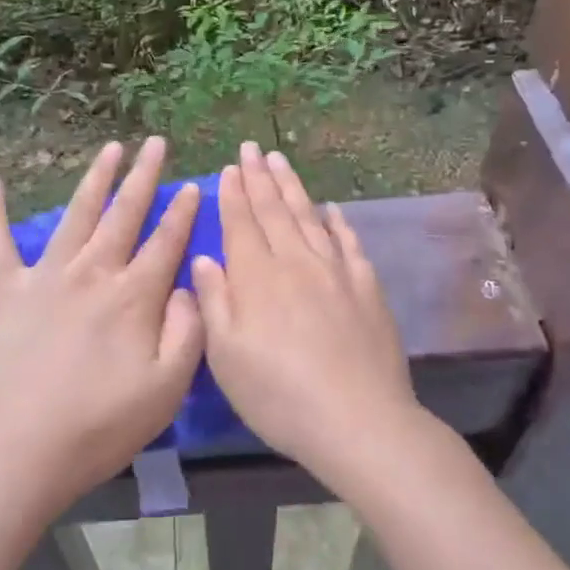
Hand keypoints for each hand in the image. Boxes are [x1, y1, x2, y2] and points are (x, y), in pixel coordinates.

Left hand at [0, 137, 203, 514]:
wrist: (17, 450)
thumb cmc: (99, 426)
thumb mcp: (166, 389)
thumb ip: (188, 332)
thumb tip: (189, 286)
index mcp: (133, 296)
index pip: (166, 241)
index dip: (183, 212)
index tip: (194, 184)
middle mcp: (92, 272)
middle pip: (124, 213)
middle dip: (144, 176)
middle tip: (156, 142)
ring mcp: (46, 276)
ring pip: (77, 213)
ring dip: (96, 178)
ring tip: (111, 148)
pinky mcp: (7, 290)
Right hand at [193, 143, 423, 489]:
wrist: (359, 421)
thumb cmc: (279, 395)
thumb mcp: (227, 357)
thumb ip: (214, 301)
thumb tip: (203, 258)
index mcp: (258, 278)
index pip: (242, 223)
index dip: (233, 194)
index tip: (229, 167)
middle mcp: (296, 262)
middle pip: (274, 210)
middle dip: (259, 177)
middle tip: (251, 148)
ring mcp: (335, 272)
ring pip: (308, 217)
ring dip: (293, 187)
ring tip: (281, 160)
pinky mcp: (366, 288)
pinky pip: (348, 243)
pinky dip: (337, 222)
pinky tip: (331, 209)